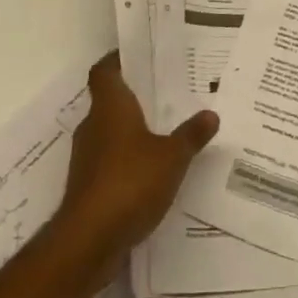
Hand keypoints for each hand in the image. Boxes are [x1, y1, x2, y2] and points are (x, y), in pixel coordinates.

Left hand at [54, 53, 217, 279]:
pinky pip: (109, 163)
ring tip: (164, 132)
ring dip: (130, 133)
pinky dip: (126, 162)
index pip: (104, 71)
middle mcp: (93, 126)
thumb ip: (191, 135)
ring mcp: (86, 158)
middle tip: (164, 94)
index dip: (117, 60)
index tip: (138, 55)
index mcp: (110, 107)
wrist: (88, 242)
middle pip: (108, 102)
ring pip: (109, 134)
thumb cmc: (129, 182)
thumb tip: (211, 114)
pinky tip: (151, 173)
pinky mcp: (86, 188)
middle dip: (133, 98)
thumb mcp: (172, 156)